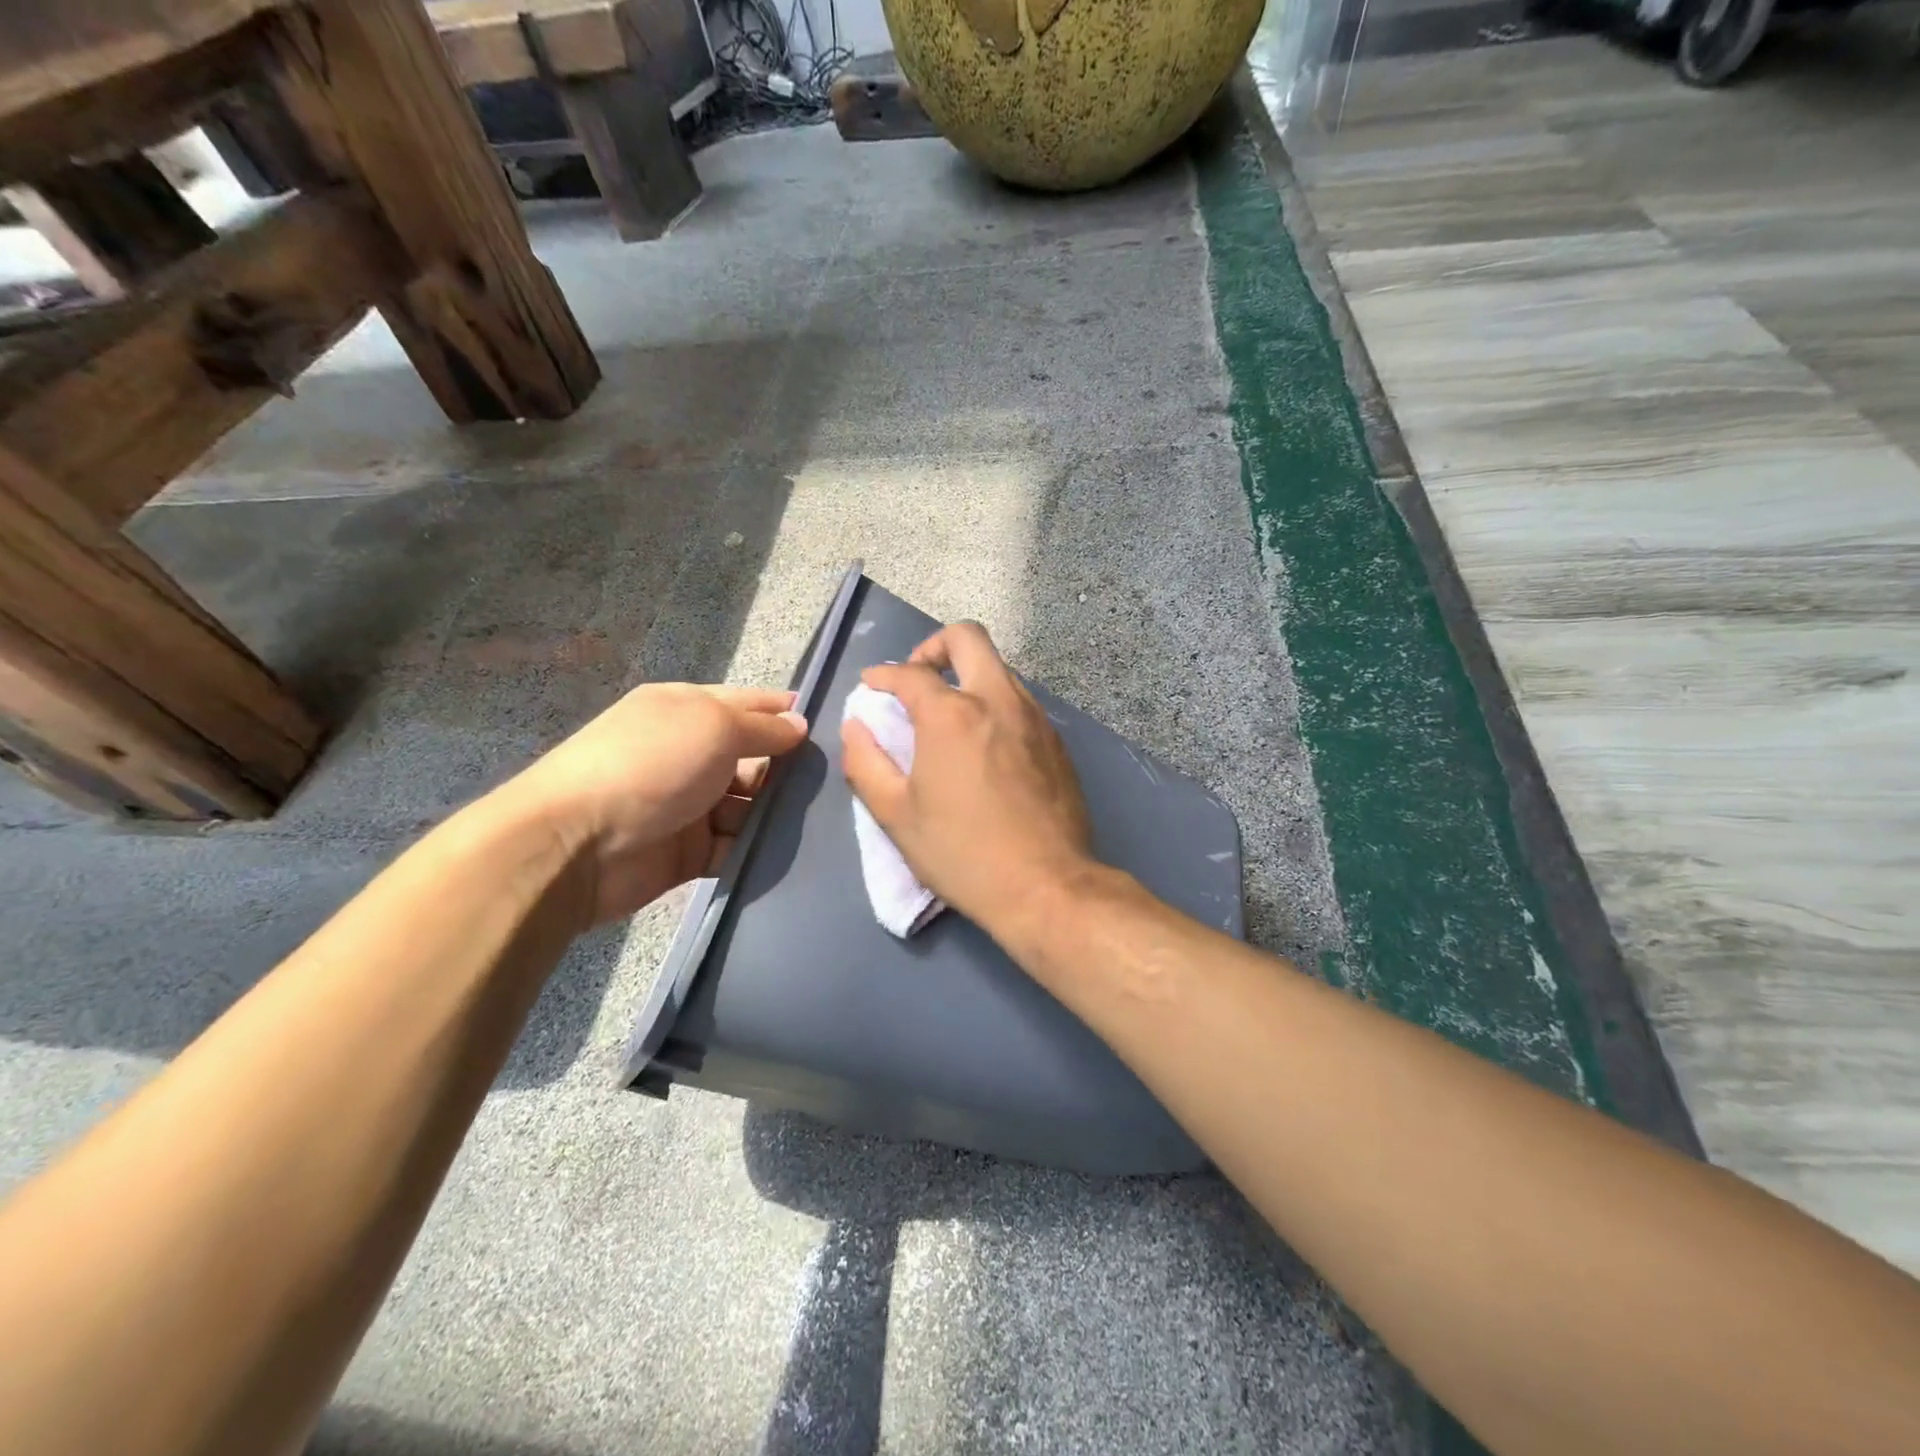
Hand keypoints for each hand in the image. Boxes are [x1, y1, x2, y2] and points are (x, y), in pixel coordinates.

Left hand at [502, 683, 807, 924]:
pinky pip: (736, 846)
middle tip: (838, 782)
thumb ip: (763, 728)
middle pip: (755, 758)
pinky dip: (759, 849)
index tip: (835, 728)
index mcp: (688, 710)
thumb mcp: (713, 726)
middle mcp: (690, 753)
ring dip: (778, 812)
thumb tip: (800, 725)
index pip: (750, 704)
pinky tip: (794, 851)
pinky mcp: (690, 851)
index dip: (787, 713)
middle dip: (791, 768)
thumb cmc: (651, 765)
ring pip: (750, 805)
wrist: (576, 846)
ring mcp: (690, 804)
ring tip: (826, 820)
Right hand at [839, 622, 1093, 936]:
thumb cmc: (963, 853)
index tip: (872, 685)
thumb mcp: (896, 815)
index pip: (910, 673)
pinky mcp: (1057, 740)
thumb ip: (865, 762)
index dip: (883, 674)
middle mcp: (997, 700)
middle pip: (968, 637)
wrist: (1047, 886)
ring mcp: (1034, 717)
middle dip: (934, 646)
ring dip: (968, 675)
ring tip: (949, 714)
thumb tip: (856, 725)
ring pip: (999, 667)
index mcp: (952, 714)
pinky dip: (994, 703)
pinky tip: (985, 743)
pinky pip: (1020, 700)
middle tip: (918, 679)